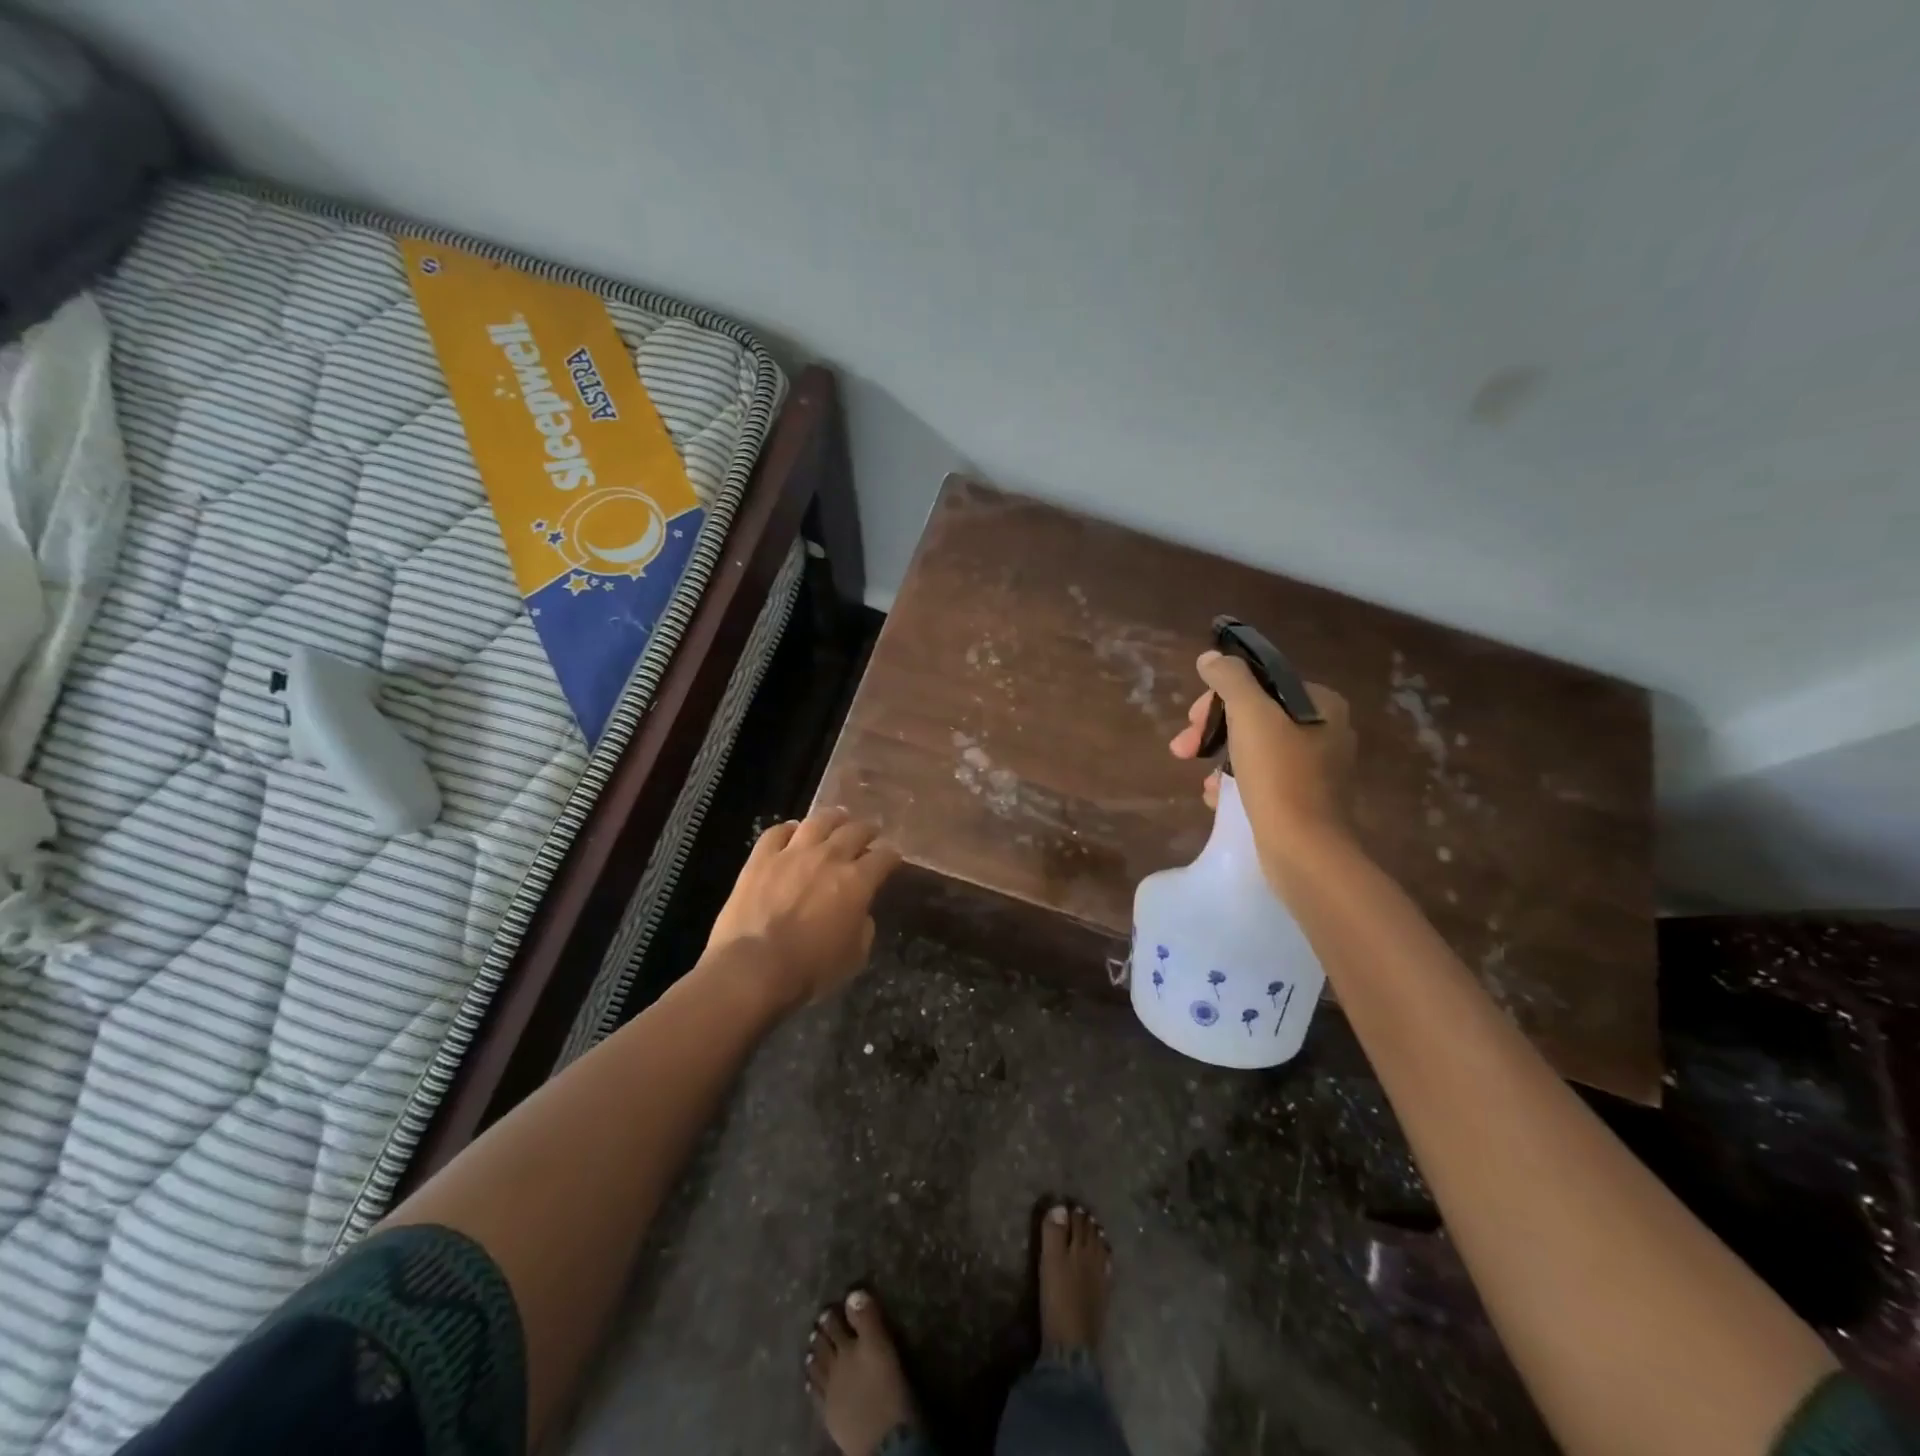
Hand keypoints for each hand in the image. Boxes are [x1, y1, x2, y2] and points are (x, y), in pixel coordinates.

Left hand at [704, 806, 900, 1011]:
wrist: (754, 968)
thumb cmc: (810, 969)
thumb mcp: (854, 957)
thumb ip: (863, 927)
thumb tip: (860, 913)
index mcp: (857, 881)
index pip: (884, 857)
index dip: (891, 856)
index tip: (893, 858)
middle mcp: (829, 857)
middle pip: (854, 831)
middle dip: (867, 830)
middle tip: (870, 831)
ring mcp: (792, 853)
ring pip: (818, 821)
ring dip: (832, 818)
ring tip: (837, 818)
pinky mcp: (761, 858)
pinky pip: (776, 832)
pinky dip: (787, 829)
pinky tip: (792, 831)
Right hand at [1168, 650, 1355, 881]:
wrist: (1304, 851)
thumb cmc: (1279, 777)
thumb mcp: (1251, 715)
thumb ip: (1230, 680)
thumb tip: (1211, 658)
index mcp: (1321, 705)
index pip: (1260, 684)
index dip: (1219, 698)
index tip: (1193, 720)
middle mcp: (1325, 732)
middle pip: (1254, 716)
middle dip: (1213, 731)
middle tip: (1182, 749)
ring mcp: (1316, 769)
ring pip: (1254, 749)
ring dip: (1219, 760)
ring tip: (1199, 781)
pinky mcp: (1303, 800)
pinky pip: (1261, 779)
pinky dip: (1234, 783)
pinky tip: (1215, 799)